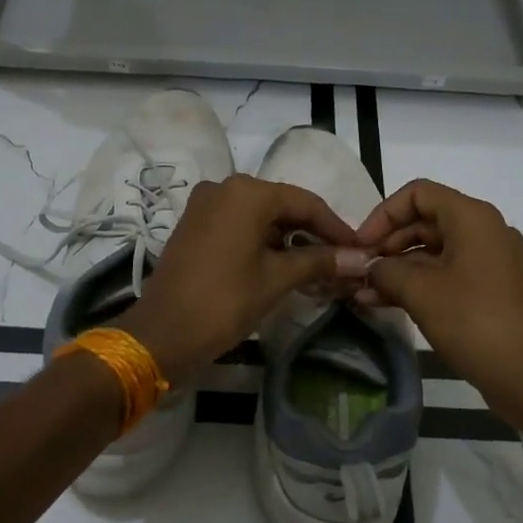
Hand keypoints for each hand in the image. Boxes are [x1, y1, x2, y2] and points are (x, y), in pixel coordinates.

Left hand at [119, 175, 367, 380]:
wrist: (162, 334)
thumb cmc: (224, 302)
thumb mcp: (276, 279)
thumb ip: (319, 261)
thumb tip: (360, 258)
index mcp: (246, 192)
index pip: (305, 202)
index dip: (335, 227)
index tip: (359, 250)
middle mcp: (224, 187)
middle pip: (282, 205)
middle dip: (312, 233)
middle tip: (341, 261)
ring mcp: (205, 205)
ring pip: (260, 215)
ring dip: (288, 239)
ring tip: (317, 267)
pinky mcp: (194, 224)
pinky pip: (239, 224)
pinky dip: (263, 241)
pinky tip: (283, 264)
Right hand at [355, 179, 522, 418]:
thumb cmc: (474, 322)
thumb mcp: (420, 292)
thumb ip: (386, 270)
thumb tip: (368, 267)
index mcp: (472, 217)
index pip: (418, 193)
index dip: (383, 214)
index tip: (361, 245)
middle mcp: (485, 230)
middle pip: (425, 220)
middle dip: (387, 244)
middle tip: (359, 270)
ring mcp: (491, 261)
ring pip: (434, 251)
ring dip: (398, 268)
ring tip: (364, 293)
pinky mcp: (492, 289)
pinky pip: (448, 274)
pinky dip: (418, 284)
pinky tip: (385, 303)